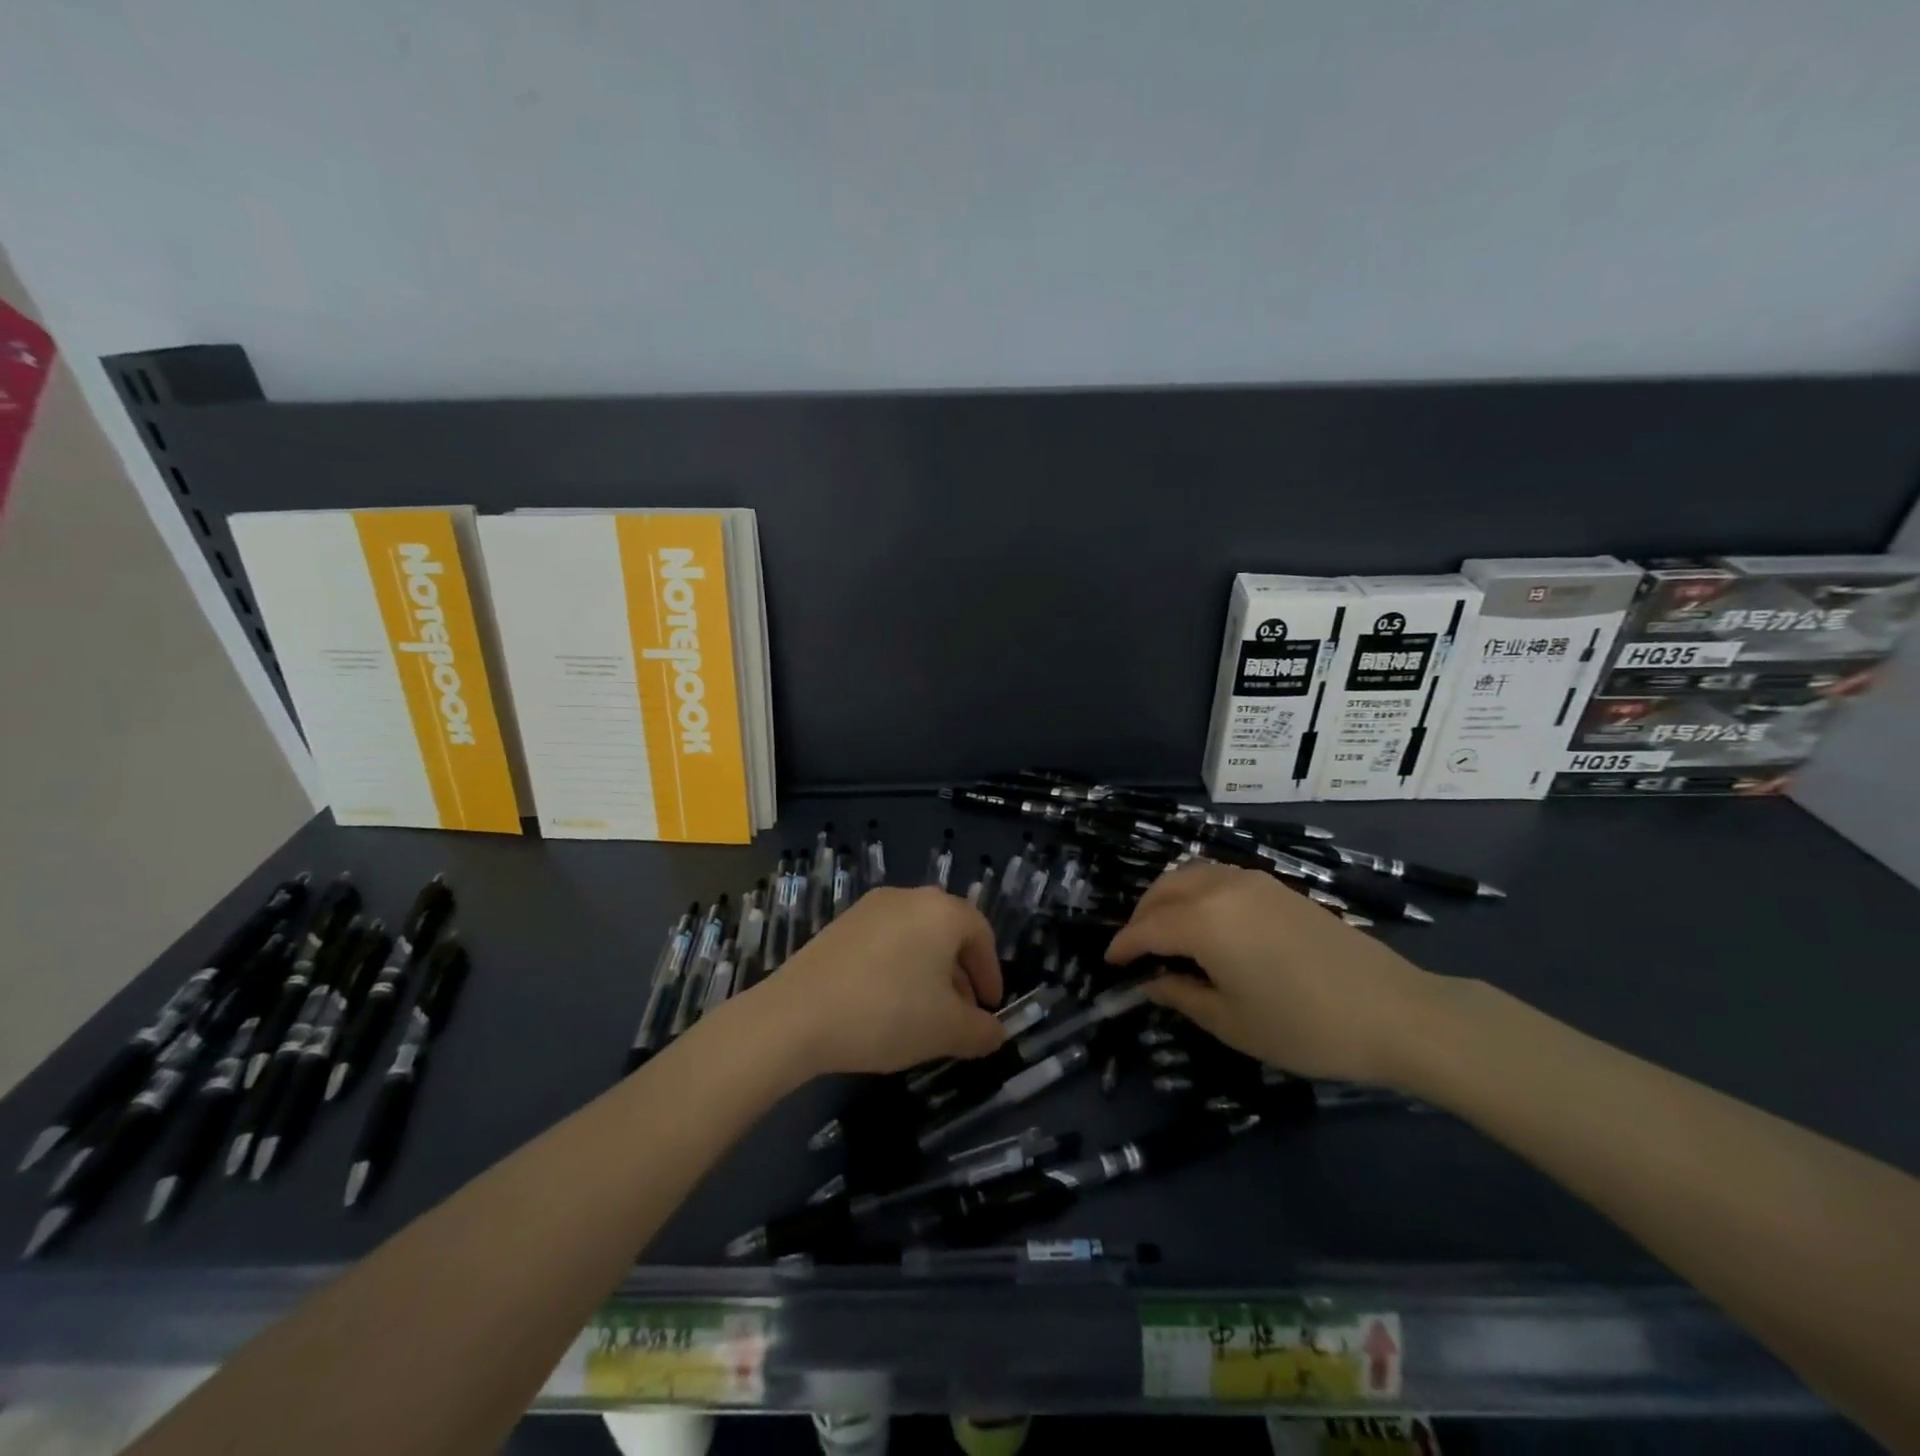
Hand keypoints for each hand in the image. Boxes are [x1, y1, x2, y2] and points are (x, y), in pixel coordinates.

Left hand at [754, 888, 1006, 1075]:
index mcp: (942, 912)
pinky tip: (885, 1002)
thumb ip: (981, 1031)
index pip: (982, 934)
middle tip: (960, 1013)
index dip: (991, 973)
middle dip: (960, 973)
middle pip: (948, 931)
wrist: (797, 1015)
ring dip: (928, 971)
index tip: (990, 1009)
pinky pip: (885, 940)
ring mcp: (870, 907)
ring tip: (922, 1012)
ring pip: (915, 935)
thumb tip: (995, 1033)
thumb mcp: (947, 1031)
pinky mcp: (841, 923)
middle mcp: (909, 897)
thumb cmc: (887, 1014)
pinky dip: (898, 965)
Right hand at [1106, 862, 1444, 1085]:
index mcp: (1204, 921)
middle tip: (1134, 949)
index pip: (1147, 928)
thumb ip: (1183, 996)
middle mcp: (1222, 887)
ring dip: (1168, 899)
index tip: (1109, 964)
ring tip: (1165, 934)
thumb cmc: (1304, 1026)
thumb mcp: (1232, 1023)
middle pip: (1164, 890)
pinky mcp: (1278, 887)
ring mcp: (1254, 882)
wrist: (1394, 1012)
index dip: (1123, 945)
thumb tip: (1151, 984)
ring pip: (1191, 876)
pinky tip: (1205, 924)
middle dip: (1141, 916)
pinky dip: (1196, 893)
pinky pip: (1218, 878)